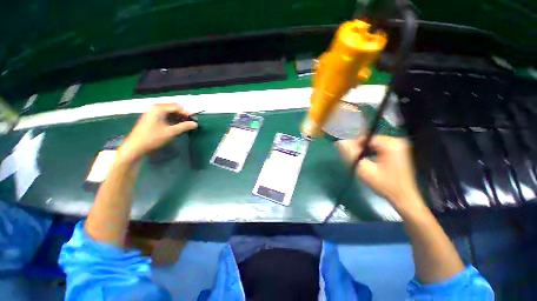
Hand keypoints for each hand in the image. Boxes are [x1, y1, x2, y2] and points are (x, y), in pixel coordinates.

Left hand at [117, 104, 197, 163]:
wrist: (135, 148)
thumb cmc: (153, 138)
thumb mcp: (171, 132)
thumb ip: (184, 127)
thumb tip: (195, 124)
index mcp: (159, 108)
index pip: (177, 107)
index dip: (187, 113)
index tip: (194, 121)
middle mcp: (155, 108)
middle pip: (173, 109)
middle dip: (183, 116)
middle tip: (191, 123)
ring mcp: (152, 114)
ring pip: (169, 113)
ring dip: (178, 118)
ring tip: (185, 126)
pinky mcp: (151, 120)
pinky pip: (165, 117)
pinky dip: (172, 121)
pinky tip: (177, 127)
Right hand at [336, 135, 424, 213]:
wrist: (403, 198)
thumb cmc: (384, 185)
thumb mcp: (365, 170)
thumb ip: (351, 155)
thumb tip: (339, 142)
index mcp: (391, 144)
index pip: (366, 138)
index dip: (355, 145)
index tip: (350, 156)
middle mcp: (397, 141)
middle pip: (370, 140)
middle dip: (360, 149)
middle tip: (356, 161)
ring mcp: (398, 146)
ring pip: (373, 144)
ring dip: (365, 151)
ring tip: (362, 163)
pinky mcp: (397, 151)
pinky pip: (379, 147)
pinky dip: (371, 153)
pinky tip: (369, 162)